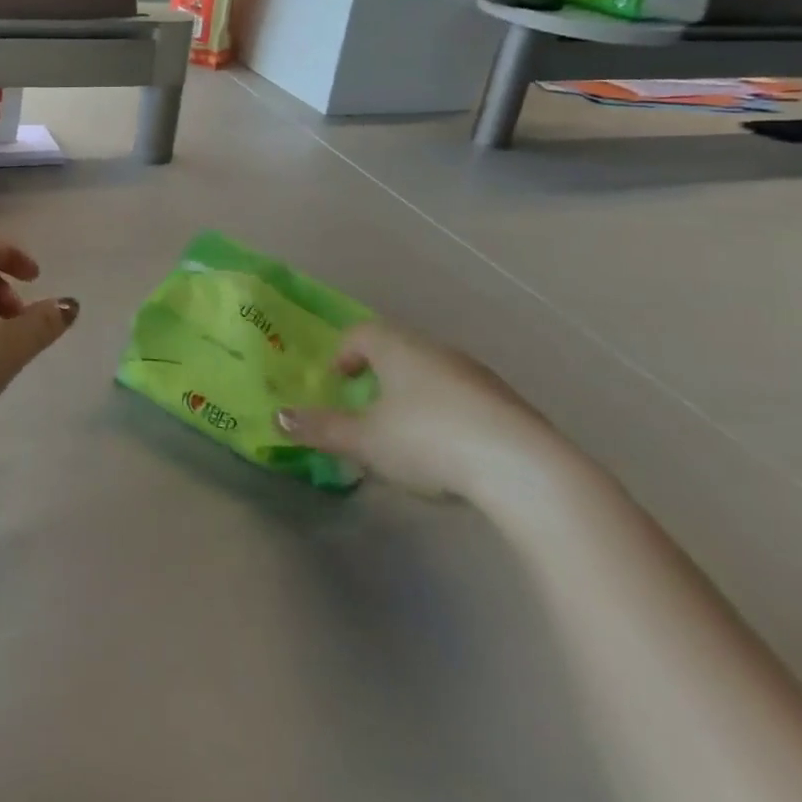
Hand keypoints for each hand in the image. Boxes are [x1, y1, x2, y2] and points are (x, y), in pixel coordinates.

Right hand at [275, 318, 562, 500]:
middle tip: (366, 406)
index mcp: (398, 348)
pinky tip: (450, 451)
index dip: (343, 353)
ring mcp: (477, 376)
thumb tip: (278, 418)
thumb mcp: (364, 440)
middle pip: (398, 350)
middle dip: (379, 374)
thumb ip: (321, 428)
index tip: (337, 381)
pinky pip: (464, 399)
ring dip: (414, 395)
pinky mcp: (508, 405)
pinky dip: (448, 414)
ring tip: (406, 434)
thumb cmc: (428, 440)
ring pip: (433, 374)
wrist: (523, 469)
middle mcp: (436, 351)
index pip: (361, 333)